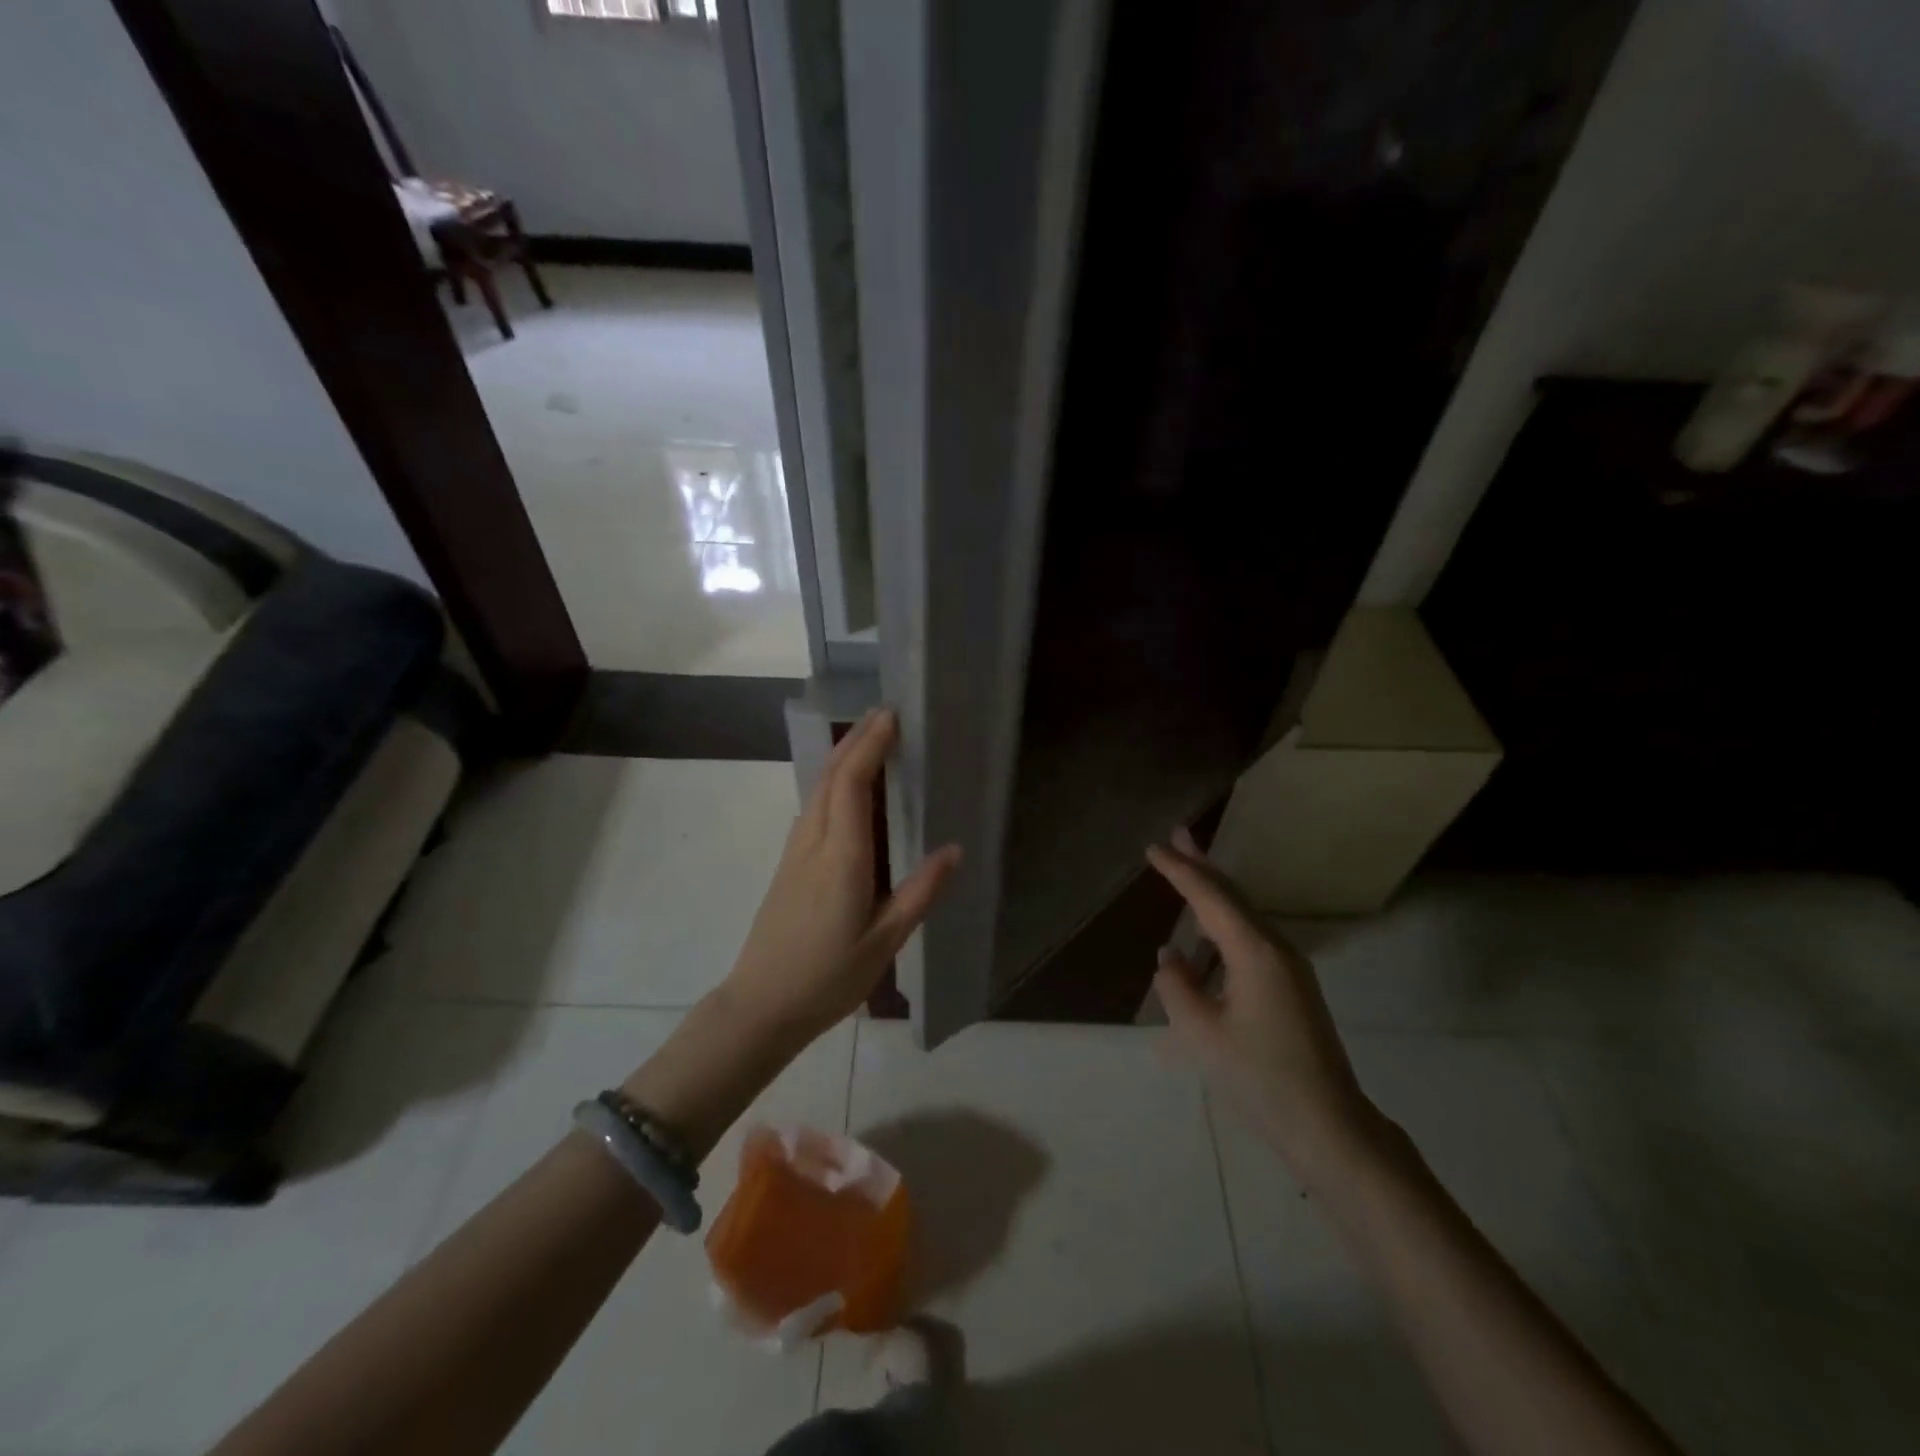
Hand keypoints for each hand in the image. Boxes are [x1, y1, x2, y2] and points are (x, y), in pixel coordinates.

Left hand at [723, 709, 961, 1041]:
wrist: (761, 1006)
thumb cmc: (828, 978)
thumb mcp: (885, 942)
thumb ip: (919, 892)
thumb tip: (953, 849)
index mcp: (842, 859)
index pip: (852, 784)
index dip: (870, 746)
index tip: (891, 717)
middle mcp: (814, 843)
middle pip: (830, 776)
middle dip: (856, 740)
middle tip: (885, 714)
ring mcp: (795, 852)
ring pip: (817, 789)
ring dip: (842, 757)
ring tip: (871, 739)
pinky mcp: (788, 864)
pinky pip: (813, 807)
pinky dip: (833, 782)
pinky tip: (847, 788)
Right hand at [1148, 830, 1376, 1176]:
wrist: (1328, 1124)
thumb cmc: (1259, 1077)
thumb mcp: (1201, 1033)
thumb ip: (1176, 986)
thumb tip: (1171, 956)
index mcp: (1254, 951)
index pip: (1209, 897)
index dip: (1179, 870)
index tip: (1153, 848)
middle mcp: (1276, 947)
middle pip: (1232, 894)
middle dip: (1201, 864)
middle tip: (1176, 835)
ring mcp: (1289, 966)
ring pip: (1244, 913)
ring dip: (1213, 890)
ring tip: (1186, 868)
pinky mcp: (1291, 985)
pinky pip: (1250, 935)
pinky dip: (1223, 919)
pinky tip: (1206, 928)